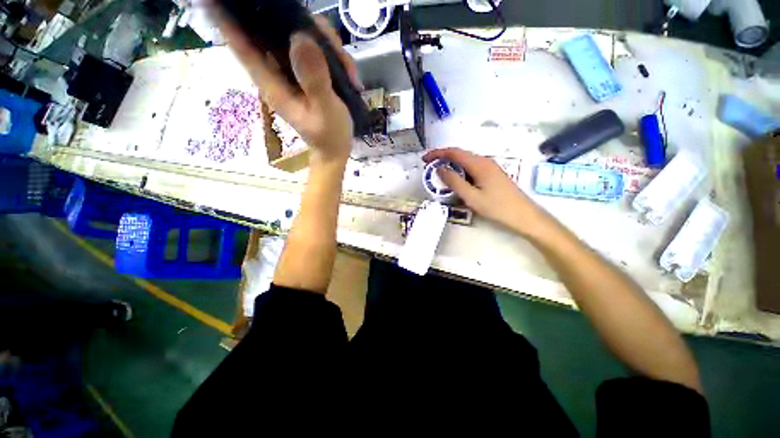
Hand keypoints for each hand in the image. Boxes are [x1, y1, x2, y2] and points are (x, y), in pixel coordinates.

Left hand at [218, 15, 360, 163]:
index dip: (227, 20)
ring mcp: (293, 72)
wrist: (336, 150)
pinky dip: (332, 55)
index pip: (242, 46)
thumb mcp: (325, 111)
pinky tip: (347, 73)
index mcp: (273, 84)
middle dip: (300, 26)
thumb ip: (314, 80)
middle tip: (332, 45)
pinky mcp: (307, 73)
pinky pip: (315, 50)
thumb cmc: (329, 136)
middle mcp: (278, 72)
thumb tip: (301, 38)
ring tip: (347, 70)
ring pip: (300, 37)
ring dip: (325, 44)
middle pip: (275, 32)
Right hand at [423, 148, 551, 236]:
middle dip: (442, 158)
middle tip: (429, 167)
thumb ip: (454, 182)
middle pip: (460, 154)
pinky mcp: (492, 175)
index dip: (437, 153)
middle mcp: (485, 161)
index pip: (454, 152)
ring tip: (439, 174)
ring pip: (466, 161)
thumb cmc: (497, 207)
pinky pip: (472, 168)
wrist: (524, 216)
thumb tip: (439, 168)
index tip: (424, 159)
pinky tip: (456, 180)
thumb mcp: (471, 197)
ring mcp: (490, 167)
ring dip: (451, 165)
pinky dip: (460, 171)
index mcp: (479, 164)